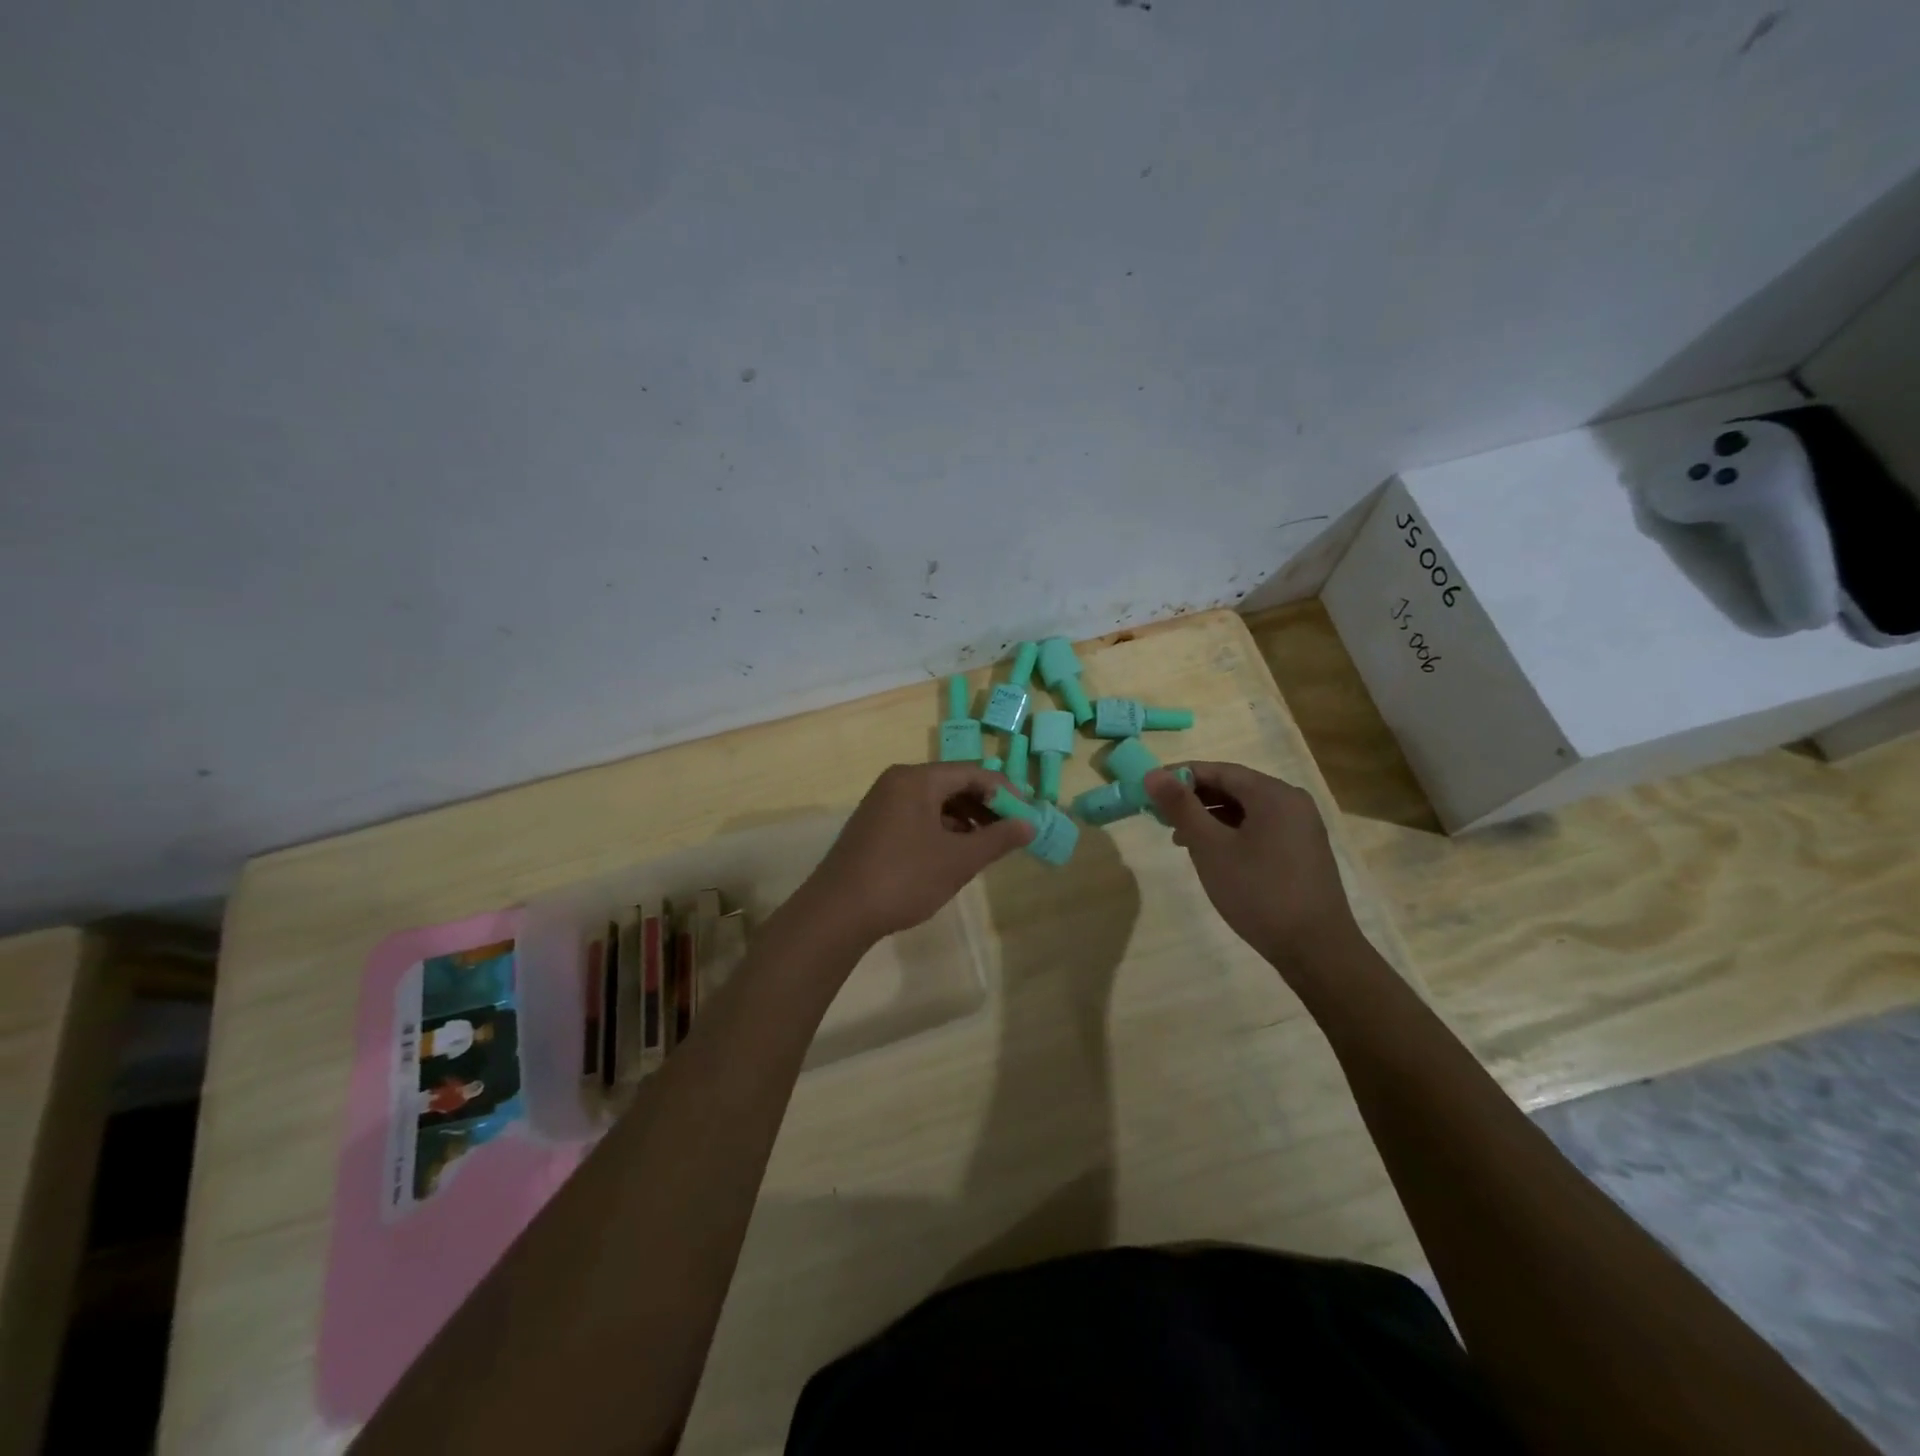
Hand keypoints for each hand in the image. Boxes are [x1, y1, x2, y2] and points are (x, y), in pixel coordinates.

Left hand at [791, 763, 1033, 948]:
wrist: (838, 913)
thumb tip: (1030, 824)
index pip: (972, 772)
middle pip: (953, 783)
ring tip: (988, 845)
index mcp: (917, 779)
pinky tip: (955, 854)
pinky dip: (942, 829)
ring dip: (965, 819)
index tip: (1028, 815)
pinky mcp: (874, 826)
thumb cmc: (903, 878)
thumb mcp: (958, 860)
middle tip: (1012, 831)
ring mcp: (882, 804)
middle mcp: (897, 782)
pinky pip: (917, 816)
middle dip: (986, 805)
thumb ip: (997, 839)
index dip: (1005, 791)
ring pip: (935, 802)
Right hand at [1144, 761, 1360, 970]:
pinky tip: (1211, 853)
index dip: (1180, 776)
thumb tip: (1152, 774)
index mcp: (1273, 794)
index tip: (1148, 789)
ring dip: (1210, 817)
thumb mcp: (1211, 848)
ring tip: (1179, 837)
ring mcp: (1301, 827)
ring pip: (1246, 810)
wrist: (1316, 950)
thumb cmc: (1259, 893)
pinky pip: (1259, 828)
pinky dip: (1231, 833)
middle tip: (1159, 815)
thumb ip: (1181, 807)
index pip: (1218, 770)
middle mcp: (1292, 802)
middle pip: (1234, 787)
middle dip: (1194, 798)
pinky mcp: (1302, 851)